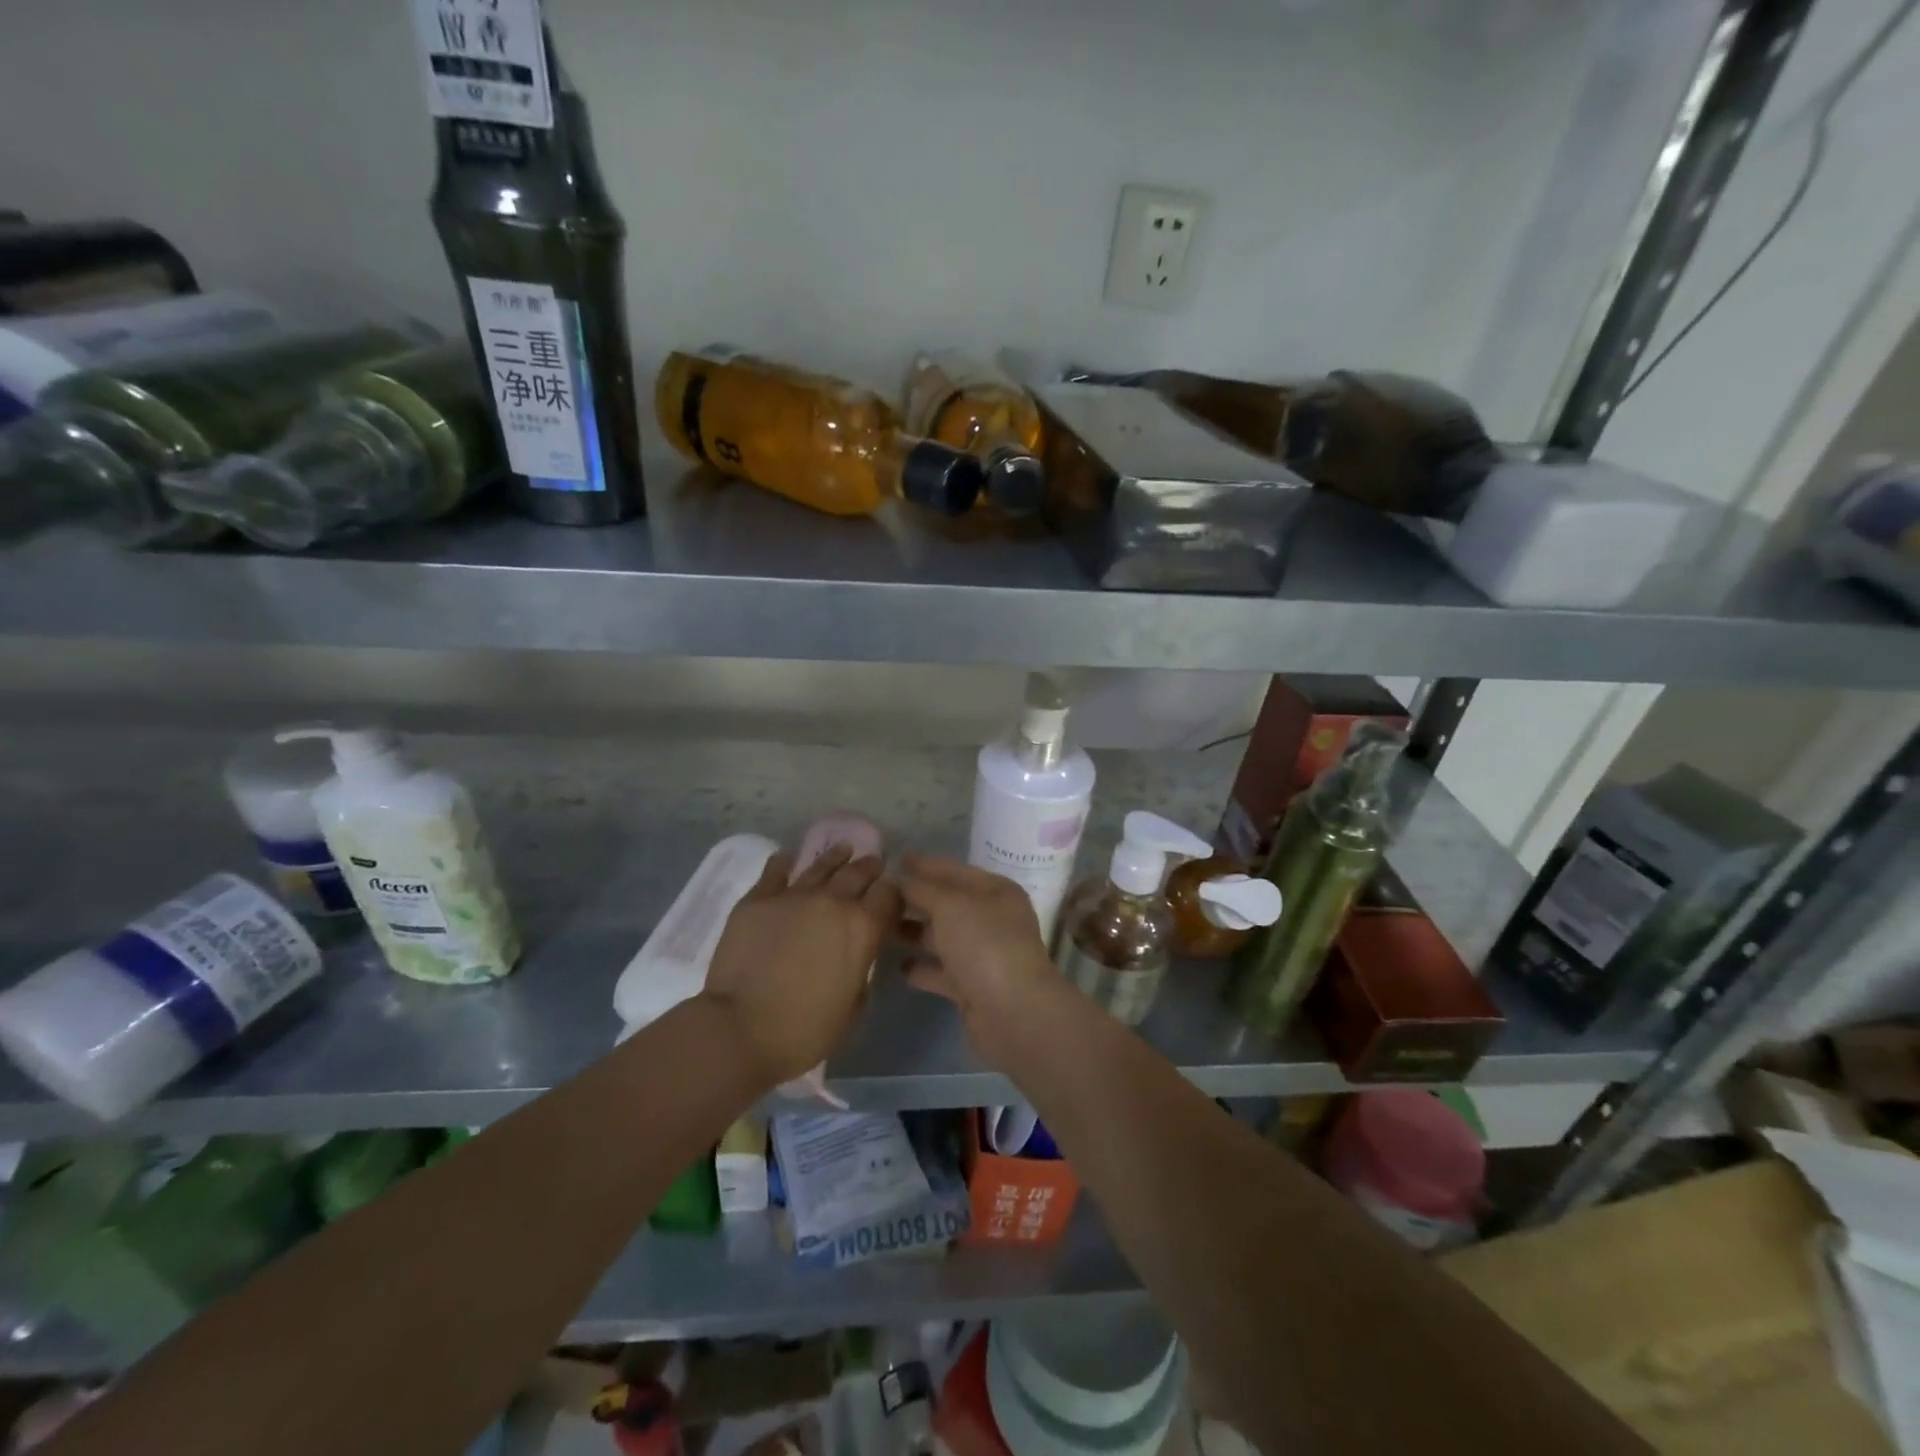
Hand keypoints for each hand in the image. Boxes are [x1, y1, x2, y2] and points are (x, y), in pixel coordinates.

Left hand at [701, 845, 898, 1087]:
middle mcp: (833, 902)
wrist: (741, 1030)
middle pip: (858, 872)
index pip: (889, 895)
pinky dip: (784, 862)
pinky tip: (788, 857)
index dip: (893, 894)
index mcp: (863, 928)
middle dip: (869, 868)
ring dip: (836, 857)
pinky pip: (775, 871)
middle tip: (873, 864)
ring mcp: (793, 896)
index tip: (891, 898)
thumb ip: (861, 970)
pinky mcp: (757, 900)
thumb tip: (856, 955)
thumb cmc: (805, 1031)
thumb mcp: (853, 1007)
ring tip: (843, 850)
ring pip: (821, 865)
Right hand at [898, 854, 1064, 1068]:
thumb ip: (922, 889)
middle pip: (947, 904)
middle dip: (915, 900)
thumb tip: (900, 880)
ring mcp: (982, 955)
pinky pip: (941, 971)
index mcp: (995, 891)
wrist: (1013, 1012)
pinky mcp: (972, 987)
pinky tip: (898, 966)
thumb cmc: (983, 944)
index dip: (925, 865)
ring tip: (879, 929)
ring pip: (942, 937)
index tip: (895, 859)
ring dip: (914, 933)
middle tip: (878, 896)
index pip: (954, 871)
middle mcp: (991, 919)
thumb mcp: (950, 905)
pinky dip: (922, 968)